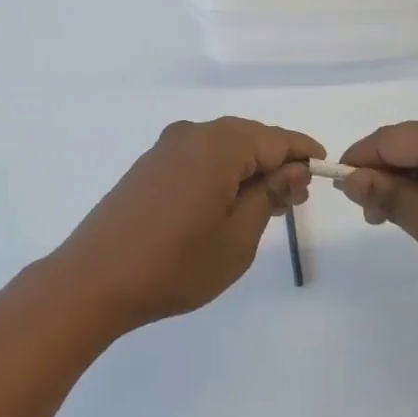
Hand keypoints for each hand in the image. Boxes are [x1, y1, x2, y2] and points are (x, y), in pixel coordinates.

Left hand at [49, 118, 322, 332]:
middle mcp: (191, 135)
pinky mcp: (148, 167)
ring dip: (247, 169)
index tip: (323, 170)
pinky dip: (220, 173)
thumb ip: (269, 196)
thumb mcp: (238, 237)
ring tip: (265, 206)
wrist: (94, 281)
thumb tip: (292, 171)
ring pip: (222, 148)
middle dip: (276, 163)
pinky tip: (226, 203)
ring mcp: (165, 149)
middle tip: (294, 200)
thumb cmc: (175, 264)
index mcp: (218, 145)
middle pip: (248, 138)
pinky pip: (198, 158)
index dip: (303, 153)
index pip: (275, 139)